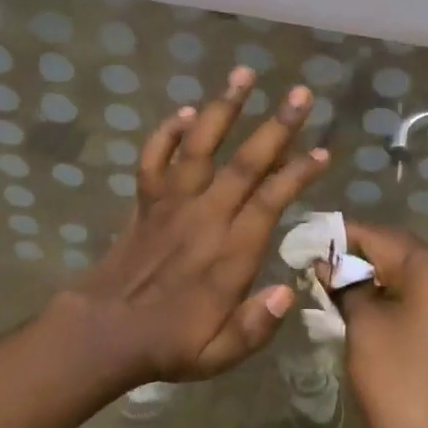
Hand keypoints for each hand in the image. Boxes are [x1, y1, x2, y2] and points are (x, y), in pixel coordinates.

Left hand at [48, 66, 328, 389]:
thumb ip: (257, 326)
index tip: (323, 150)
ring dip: (224, 108)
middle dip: (277, 125)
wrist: (104, 333)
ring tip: (244, 73)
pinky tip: (184, 111)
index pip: (271, 200)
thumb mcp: (220, 355)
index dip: (299, 173)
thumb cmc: (170, 344)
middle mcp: (205, 216)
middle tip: (301, 93)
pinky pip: (154, 158)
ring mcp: (172, 202)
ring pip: (201, 145)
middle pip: (246, 162)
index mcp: (230, 251)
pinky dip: (167, 132)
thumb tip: (291, 292)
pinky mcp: (146, 199)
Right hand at [334, 224, 427, 427]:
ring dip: (373, 279)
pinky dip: (393, 297)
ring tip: (332, 289)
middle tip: (314, 269)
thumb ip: (345, 286)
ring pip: (408, 274)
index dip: (339, 237)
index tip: (304, 243)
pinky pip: (422, 296)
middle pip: (397, 250)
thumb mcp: (364, 328)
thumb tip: (327, 264)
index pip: (379, 234)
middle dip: (356, 258)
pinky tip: (363, 310)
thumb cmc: (401, 385)